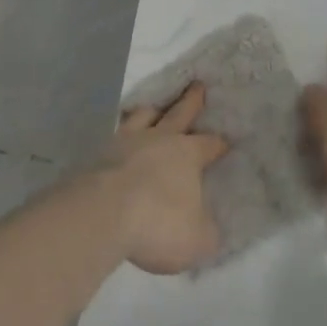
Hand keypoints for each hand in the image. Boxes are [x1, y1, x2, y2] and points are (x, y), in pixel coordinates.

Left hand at [104, 83, 229, 274]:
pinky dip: (122, 132)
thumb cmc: (158, 223)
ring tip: (154, 108)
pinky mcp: (100, 153)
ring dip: (152, 111)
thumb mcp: (197, 239)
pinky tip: (120, 138)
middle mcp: (159, 139)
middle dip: (191, 101)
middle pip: (179, 113)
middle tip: (197, 85)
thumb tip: (209, 227)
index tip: (226, 141)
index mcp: (187, 154)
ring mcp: (127, 142)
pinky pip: (116, 134)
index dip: (219, 144)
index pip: (209, 144)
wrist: (103, 214)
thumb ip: (207, 231)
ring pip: (143, 116)